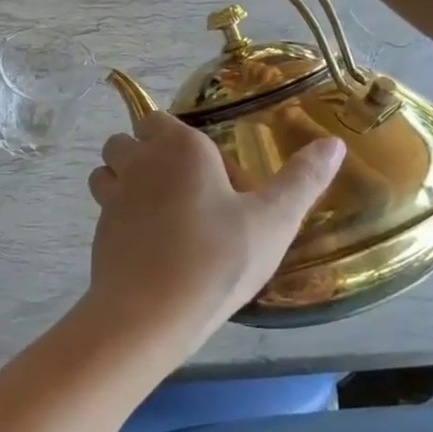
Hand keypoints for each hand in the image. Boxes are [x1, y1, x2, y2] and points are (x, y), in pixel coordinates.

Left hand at [84, 111, 344, 344]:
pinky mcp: (99, 229)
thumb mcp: (273, 221)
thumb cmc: (217, 259)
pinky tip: (150, 243)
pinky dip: (120, 214)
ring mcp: (112, 196)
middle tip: (186, 191)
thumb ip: (303, 179)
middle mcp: (138, 161)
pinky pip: (105, 207)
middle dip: (147, 153)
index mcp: (178, 147)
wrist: (150, 313)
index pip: (159, 119)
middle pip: (128, 140)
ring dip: (124, 178)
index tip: (208, 170)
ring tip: (162, 212)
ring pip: (107, 169)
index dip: (178, 138)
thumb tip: (334, 143)